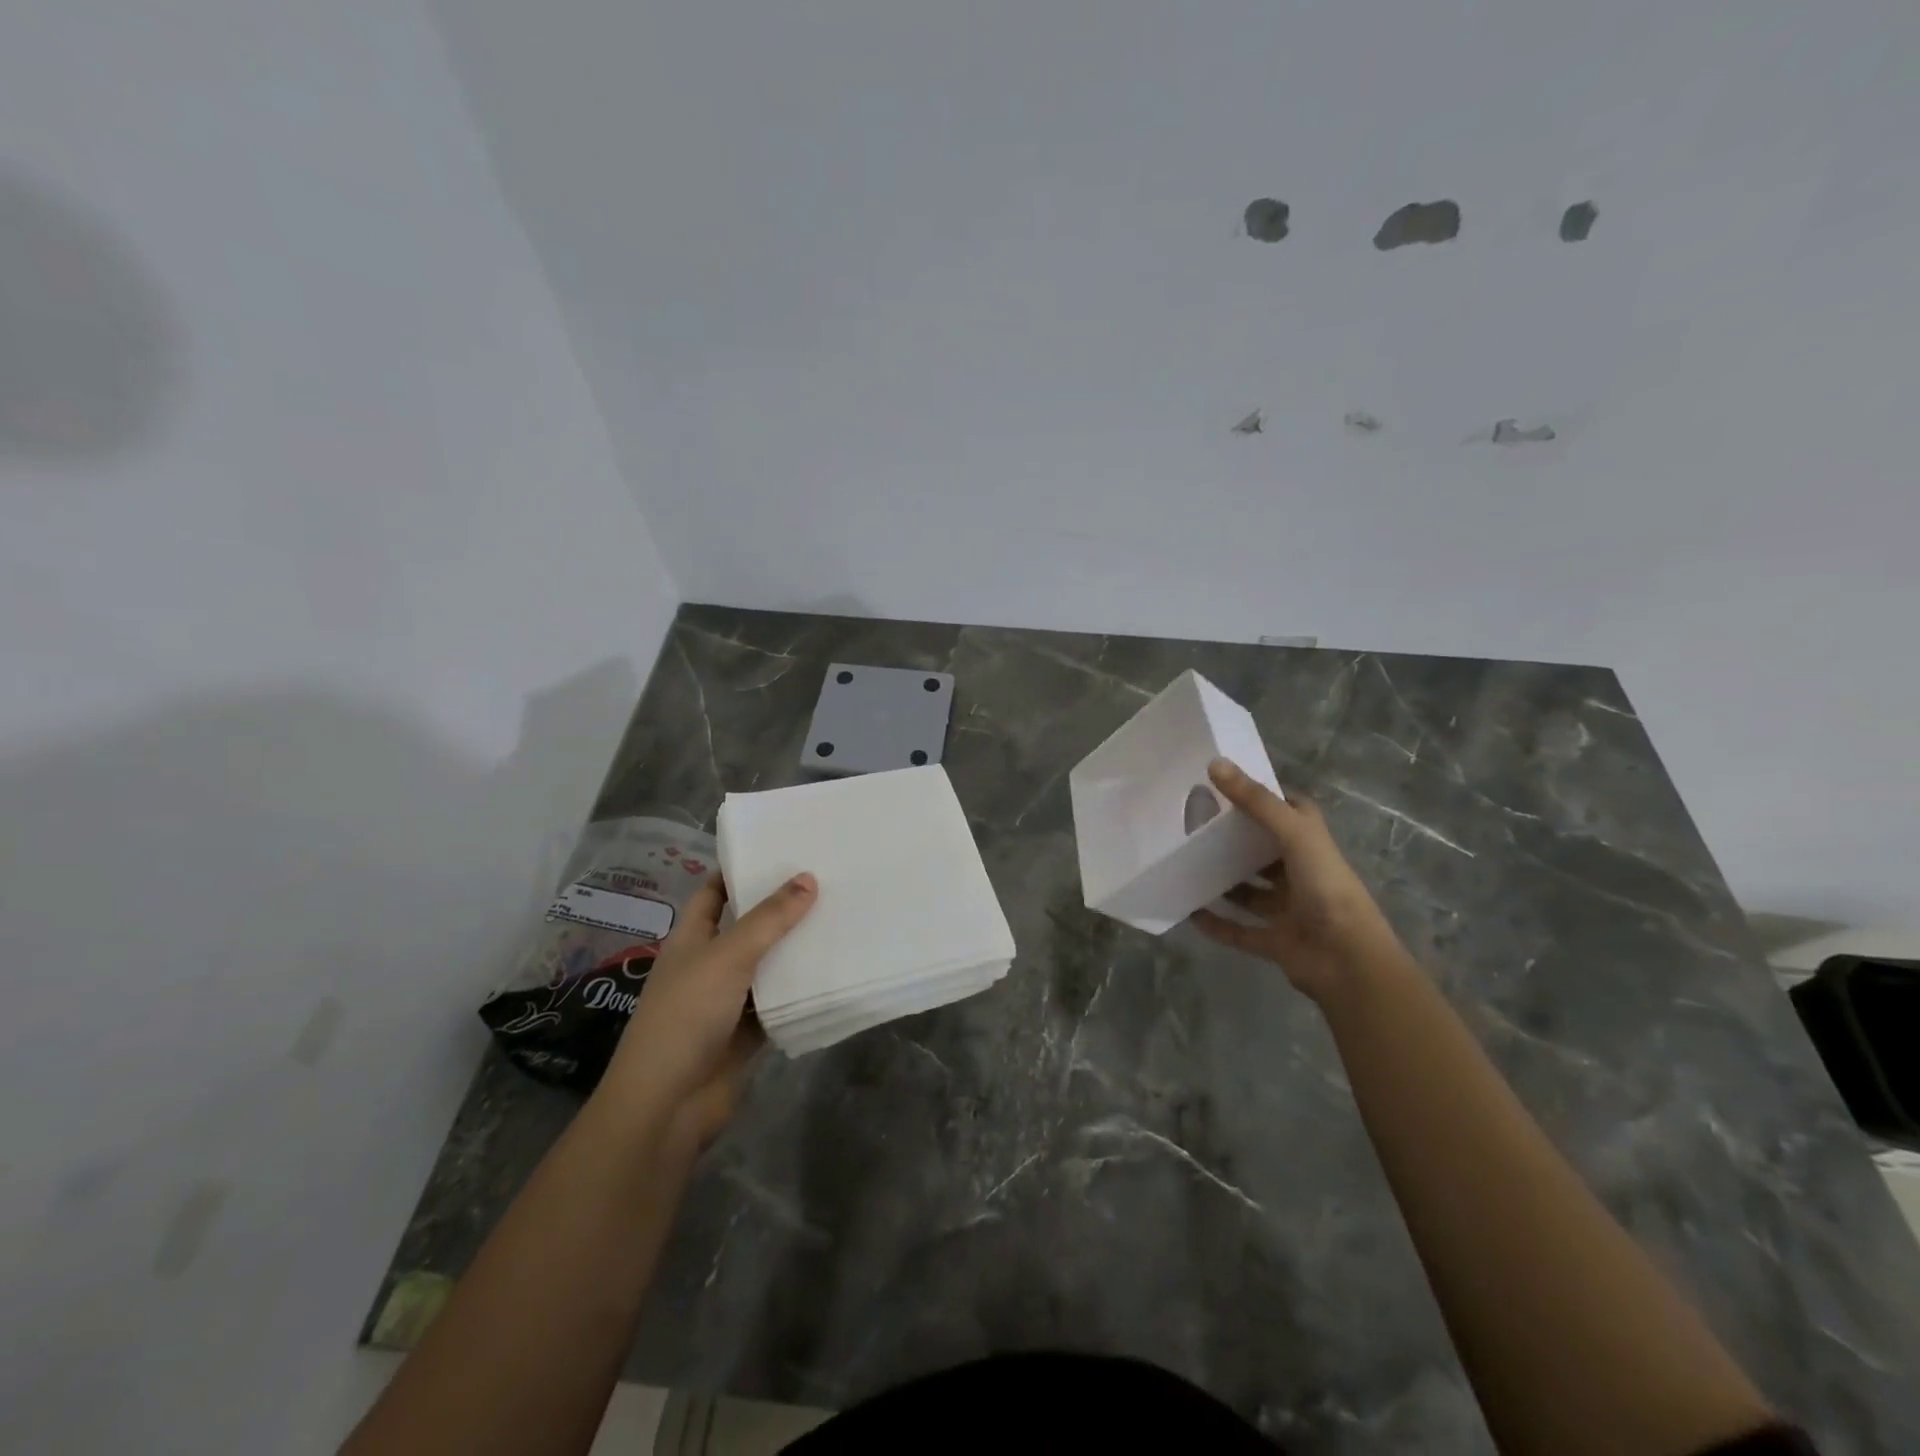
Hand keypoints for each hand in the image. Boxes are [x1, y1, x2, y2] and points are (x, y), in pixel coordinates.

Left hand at [599, 872, 815, 1153]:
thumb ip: (770, 919)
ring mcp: (727, 1000)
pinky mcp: (747, 1032)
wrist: (668, 1104)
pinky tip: (835, 970)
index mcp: (692, 938)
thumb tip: (808, 878)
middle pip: (747, 927)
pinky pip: (778, 1002)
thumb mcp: (729, 956)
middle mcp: (708, 964)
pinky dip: (799, 990)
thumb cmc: (687, 1015)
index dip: (741, 871)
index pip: (715, 892)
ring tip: (840, 917)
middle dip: (781, 908)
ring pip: (767, 965)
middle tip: (827, 880)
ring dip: (795, 949)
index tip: (782, 851)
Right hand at [1191, 757, 1404, 1002]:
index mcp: (1312, 844)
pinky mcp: (1275, 941)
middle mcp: (1302, 873)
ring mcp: (1289, 909)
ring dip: (1224, 882)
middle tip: (1193, 826)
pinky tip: (1190, 912)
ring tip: (1187, 867)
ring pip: (1251, 892)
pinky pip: (1240, 930)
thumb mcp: (1294, 834)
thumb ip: (1256, 801)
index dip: (1260, 798)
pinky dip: (1217, 924)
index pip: (1288, 811)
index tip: (1222, 786)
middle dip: (1234, 841)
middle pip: (1263, 851)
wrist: (1348, 961)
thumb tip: (1215, 763)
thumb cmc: (1326, 887)